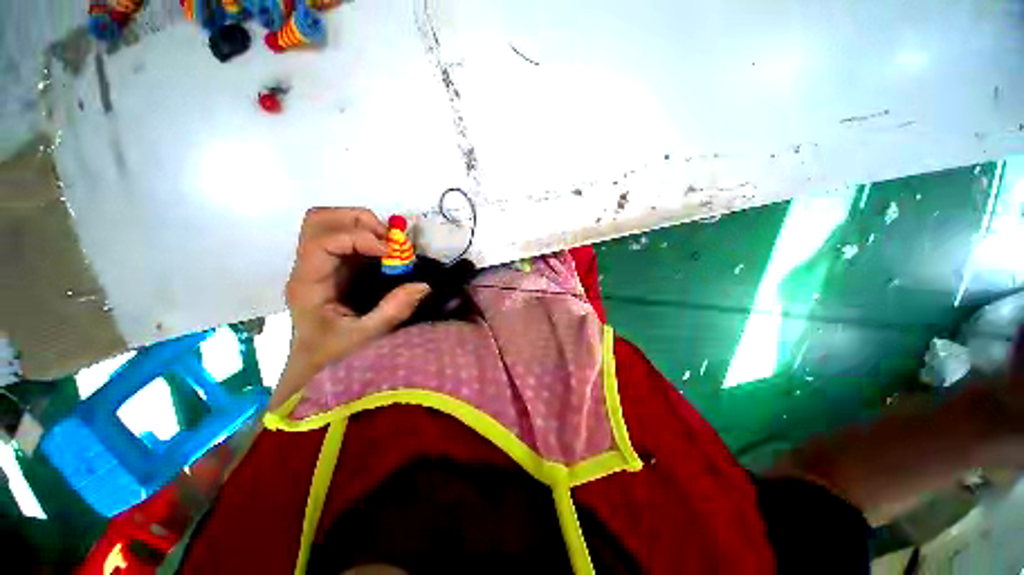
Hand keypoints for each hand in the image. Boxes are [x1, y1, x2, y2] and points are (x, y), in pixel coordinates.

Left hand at [271, 208, 429, 407]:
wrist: (313, 368)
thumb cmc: (332, 357)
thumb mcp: (365, 338)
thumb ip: (393, 311)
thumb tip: (423, 284)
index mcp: (308, 284)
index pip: (322, 241)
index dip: (358, 237)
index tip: (390, 253)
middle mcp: (310, 268)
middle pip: (320, 220)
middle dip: (358, 221)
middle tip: (389, 241)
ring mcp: (323, 266)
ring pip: (333, 224)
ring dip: (365, 227)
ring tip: (391, 246)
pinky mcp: (337, 269)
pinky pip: (350, 239)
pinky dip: (371, 238)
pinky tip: (389, 255)